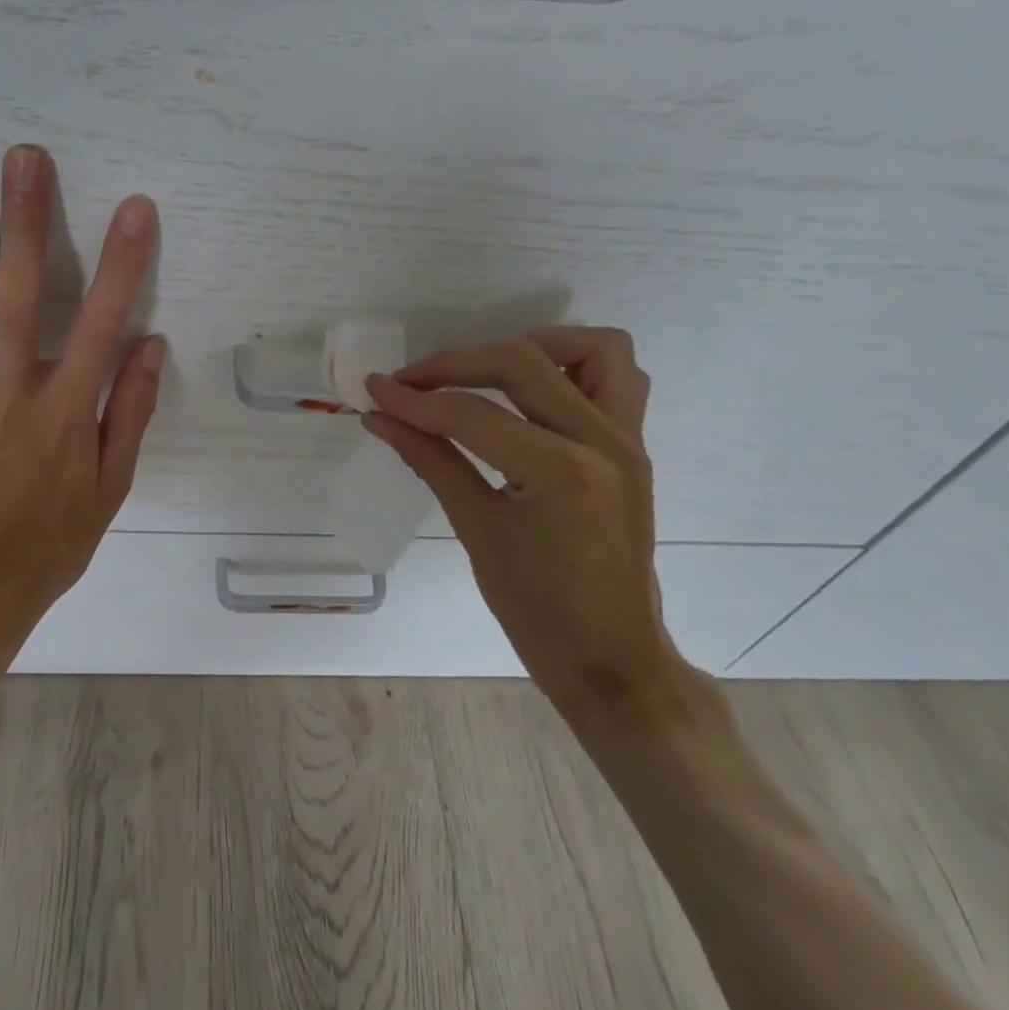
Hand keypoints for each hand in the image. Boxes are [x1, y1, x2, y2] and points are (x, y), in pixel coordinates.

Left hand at [0, 145, 164, 701]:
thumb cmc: (44, 548)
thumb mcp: (107, 492)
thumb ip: (129, 415)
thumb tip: (149, 346)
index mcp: (66, 414)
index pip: (100, 323)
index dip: (121, 263)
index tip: (134, 208)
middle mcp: (10, 392)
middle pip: (17, 294)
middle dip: (26, 221)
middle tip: (25, 157)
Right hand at [362, 328, 684, 719]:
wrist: (613, 662)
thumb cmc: (539, 614)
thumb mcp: (477, 532)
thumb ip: (430, 460)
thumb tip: (380, 417)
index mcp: (562, 473)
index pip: (472, 414)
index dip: (414, 400)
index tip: (373, 390)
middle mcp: (604, 442)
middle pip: (522, 363)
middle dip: (456, 365)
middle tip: (410, 385)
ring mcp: (629, 441)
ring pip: (593, 350)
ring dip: (533, 348)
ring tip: (484, 373)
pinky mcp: (635, 447)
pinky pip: (618, 378)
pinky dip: (573, 367)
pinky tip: (531, 394)